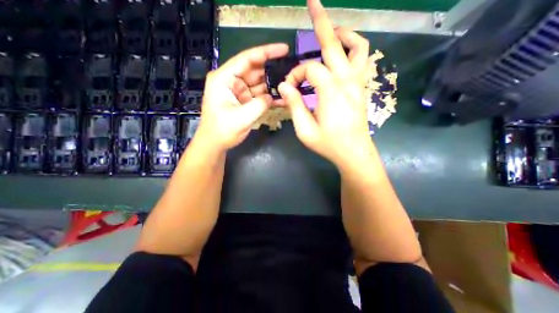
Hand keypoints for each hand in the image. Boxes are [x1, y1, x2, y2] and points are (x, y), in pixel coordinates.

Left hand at [192, 42, 287, 151]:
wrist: (215, 143)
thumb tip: (273, 96)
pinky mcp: (244, 100)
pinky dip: (269, 98)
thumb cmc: (222, 131)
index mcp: (224, 79)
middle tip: (291, 73)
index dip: (266, 52)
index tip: (284, 49)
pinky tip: (281, 99)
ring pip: (259, 83)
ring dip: (273, 86)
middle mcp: (231, 81)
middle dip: (272, 71)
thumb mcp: (241, 118)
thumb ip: (260, 105)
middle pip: (255, 71)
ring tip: (289, 87)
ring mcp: (238, 91)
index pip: (247, 59)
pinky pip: (259, 95)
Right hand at [278, 0, 372, 165]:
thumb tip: (285, 85)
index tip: (289, 88)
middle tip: (313, 1)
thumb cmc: (329, 144)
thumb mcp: (305, 130)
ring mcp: (358, 84)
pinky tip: (343, 54)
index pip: (310, 68)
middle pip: (335, 44)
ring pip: (358, 48)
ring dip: (344, 35)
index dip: (296, 74)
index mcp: (331, 91)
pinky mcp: (362, 89)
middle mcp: (347, 81)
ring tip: (331, 32)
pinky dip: (354, 50)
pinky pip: (363, 61)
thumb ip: (294, 105)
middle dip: (321, 22)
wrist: (353, 152)